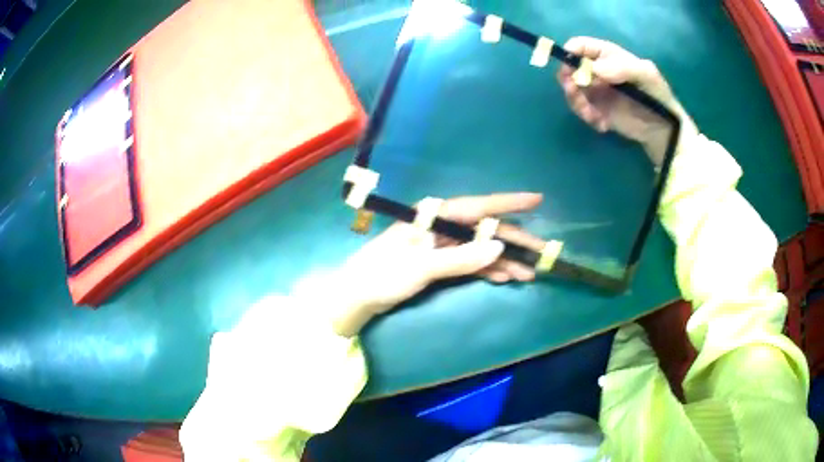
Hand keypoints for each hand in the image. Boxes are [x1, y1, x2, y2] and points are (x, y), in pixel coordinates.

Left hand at [325, 193, 545, 335]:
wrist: (358, 295)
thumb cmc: (384, 275)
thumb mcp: (422, 267)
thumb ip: (461, 259)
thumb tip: (499, 249)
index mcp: (434, 216)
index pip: (479, 206)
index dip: (509, 203)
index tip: (537, 200)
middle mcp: (441, 226)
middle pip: (485, 230)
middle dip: (514, 242)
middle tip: (542, 254)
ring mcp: (441, 245)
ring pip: (480, 249)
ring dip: (504, 261)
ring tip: (528, 274)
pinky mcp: (439, 262)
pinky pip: (470, 262)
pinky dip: (487, 270)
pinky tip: (505, 277)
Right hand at [557, 37, 688, 165]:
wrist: (663, 128)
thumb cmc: (657, 95)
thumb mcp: (647, 75)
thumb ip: (622, 67)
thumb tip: (594, 70)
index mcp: (607, 55)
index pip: (580, 45)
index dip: (569, 54)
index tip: (569, 70)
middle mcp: (597, 70)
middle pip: (569, 68)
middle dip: (568, 81)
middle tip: (575, 94)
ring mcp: (596, 90)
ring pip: (572, 91)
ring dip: (577, 103)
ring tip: (592, 115)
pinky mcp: (597, 110)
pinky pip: (581, 110)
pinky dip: (588, 117)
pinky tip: (603, 125)